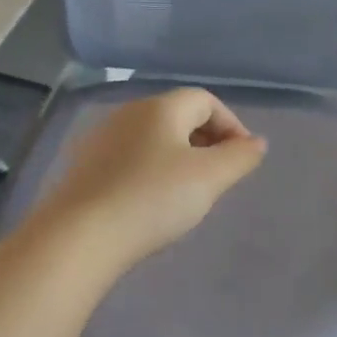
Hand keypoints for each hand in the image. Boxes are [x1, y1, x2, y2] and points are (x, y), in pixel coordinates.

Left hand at [29, 88, 267, 269]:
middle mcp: (128, 113)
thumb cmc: (153, 199)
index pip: (205, 100)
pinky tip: (150, 202)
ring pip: (152, 138)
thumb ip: (240, 157)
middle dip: (206, 140)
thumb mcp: (210, 178)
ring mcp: (100, 139)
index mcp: (160, 108)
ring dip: (177, 157)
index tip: (242, 160)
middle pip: (177, 116)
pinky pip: (129, 158)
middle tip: (219, 176)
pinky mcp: (83, 167)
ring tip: (188, 192)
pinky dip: (149, 171)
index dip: (231, 125)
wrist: (80, 236)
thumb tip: (257, 143)